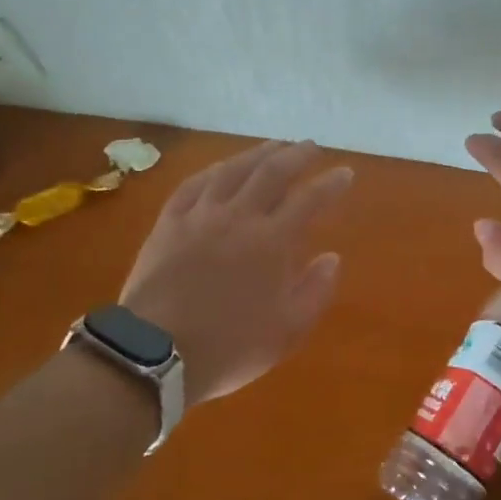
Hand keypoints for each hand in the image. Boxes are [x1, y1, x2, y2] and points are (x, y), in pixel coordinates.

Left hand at [120, 140, 353, 404]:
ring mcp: (200, 216)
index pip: (309, 199)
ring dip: (257, 154)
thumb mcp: (287, 331)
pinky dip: (213, 171)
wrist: (155, 353)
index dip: (331, 183)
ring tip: (273, 146)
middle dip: (297, 155)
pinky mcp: (169, 223)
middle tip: (311, 147)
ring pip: (232, 170)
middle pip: (272, 172)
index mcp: (272, 241)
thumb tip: (332, 258)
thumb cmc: (228, 347)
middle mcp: (239, 217)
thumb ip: (315, 291)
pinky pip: (193, 185)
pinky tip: (221, 168)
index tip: (346, 172)